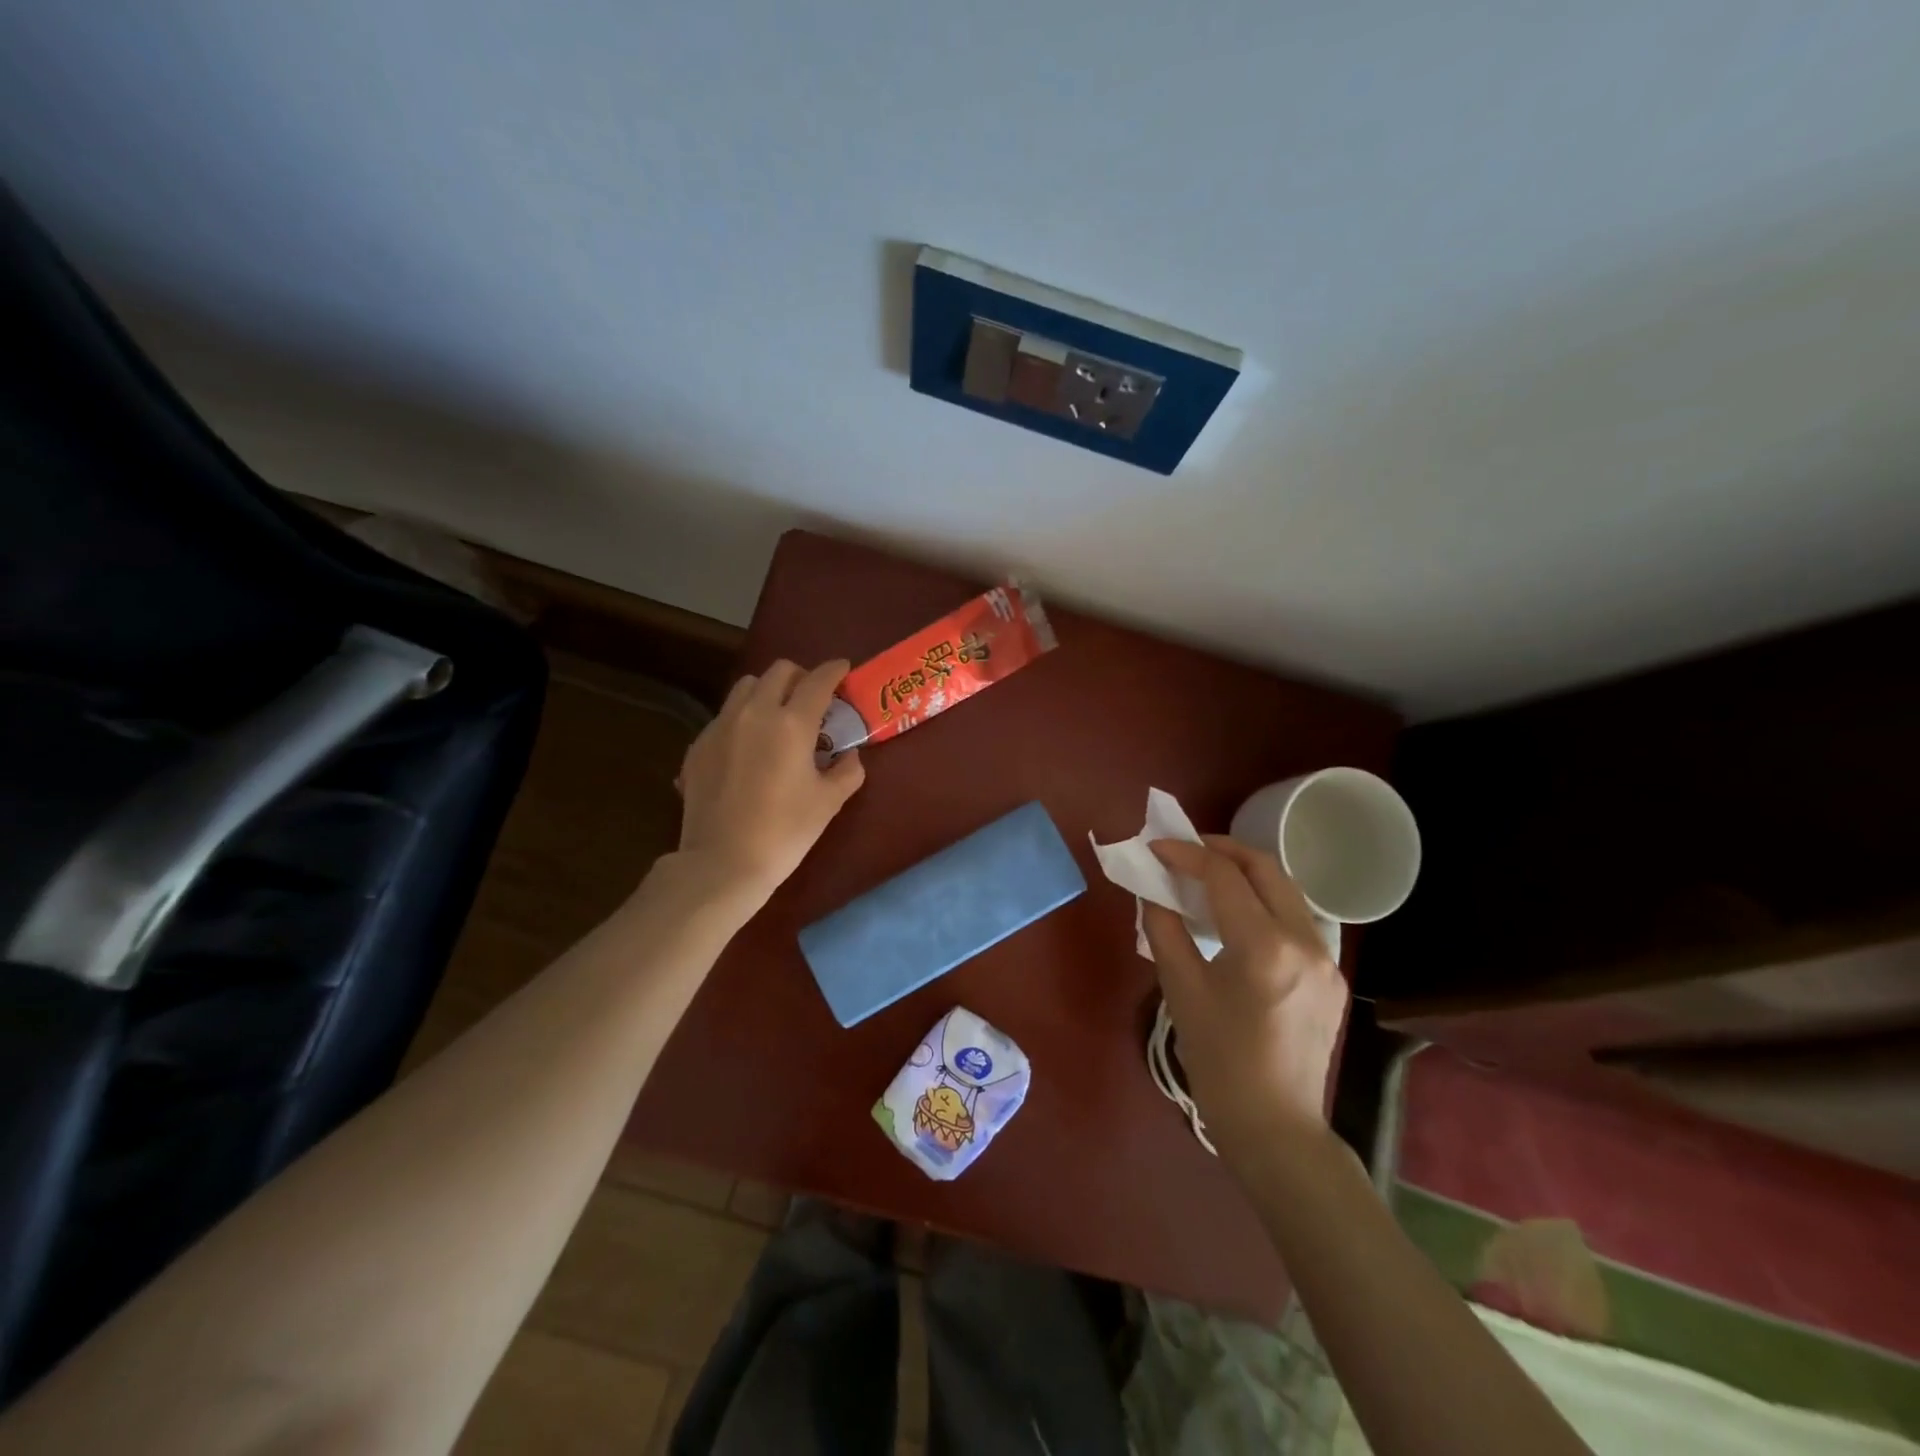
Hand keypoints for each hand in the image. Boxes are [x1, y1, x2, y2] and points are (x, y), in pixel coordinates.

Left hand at [676, 659, 865, 901]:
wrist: (722, 862)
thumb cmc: (785, 832)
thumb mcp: (829, 802)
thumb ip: (847, 771)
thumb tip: (849, 756)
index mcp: (792, 722)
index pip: (818, 680)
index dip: (835, 670)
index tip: (844, 670)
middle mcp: (755, 712)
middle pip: (779, 672)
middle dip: (801, 677)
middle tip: (813, 699)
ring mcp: (721, 726)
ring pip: (746, 687)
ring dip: (768, 691)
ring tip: (778, 717)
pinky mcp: (699, 745)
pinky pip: (725, 715)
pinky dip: (743, 718)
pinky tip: (749, 748)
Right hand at [1142, 836, 1348, 1172]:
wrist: (1276, 1126)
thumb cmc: (1219, 1062)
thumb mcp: (1181, 990)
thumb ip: (1164, 928)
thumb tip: (1154, 890)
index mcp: (1264, 946)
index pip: (1223, 875)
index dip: (1185, 853)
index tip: (1156, 847)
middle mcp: (1305, 940)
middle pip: (1266, 867)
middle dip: (1223, 849)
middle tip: (1185, 850)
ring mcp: (1327, 957)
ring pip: (1287, 889)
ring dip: (1247, 872)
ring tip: (1209, 876)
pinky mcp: (1332, 975)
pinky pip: (1297, 918)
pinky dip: (1265, 902)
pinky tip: (1240, 917)